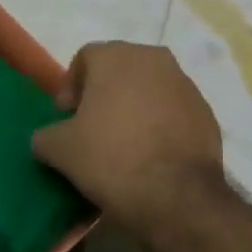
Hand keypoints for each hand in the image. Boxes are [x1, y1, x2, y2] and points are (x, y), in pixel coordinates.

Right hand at [31, 42, 223, 231]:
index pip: (85, 58)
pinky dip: (160, 123)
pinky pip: (173, 110)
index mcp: (116, 56)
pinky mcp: (205, 111)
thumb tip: (46, 138)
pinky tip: (151, 154)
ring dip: (134, 106)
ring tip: (123, 142)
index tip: (66, 117)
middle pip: (120, 69)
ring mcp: (184, 83)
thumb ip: (45, 135)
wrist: (177, 195)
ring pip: (149, 88)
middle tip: (92, 127)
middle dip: (104, 93)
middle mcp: (153, 58)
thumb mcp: (61, 150)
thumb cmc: (111, 158)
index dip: (70, 86)